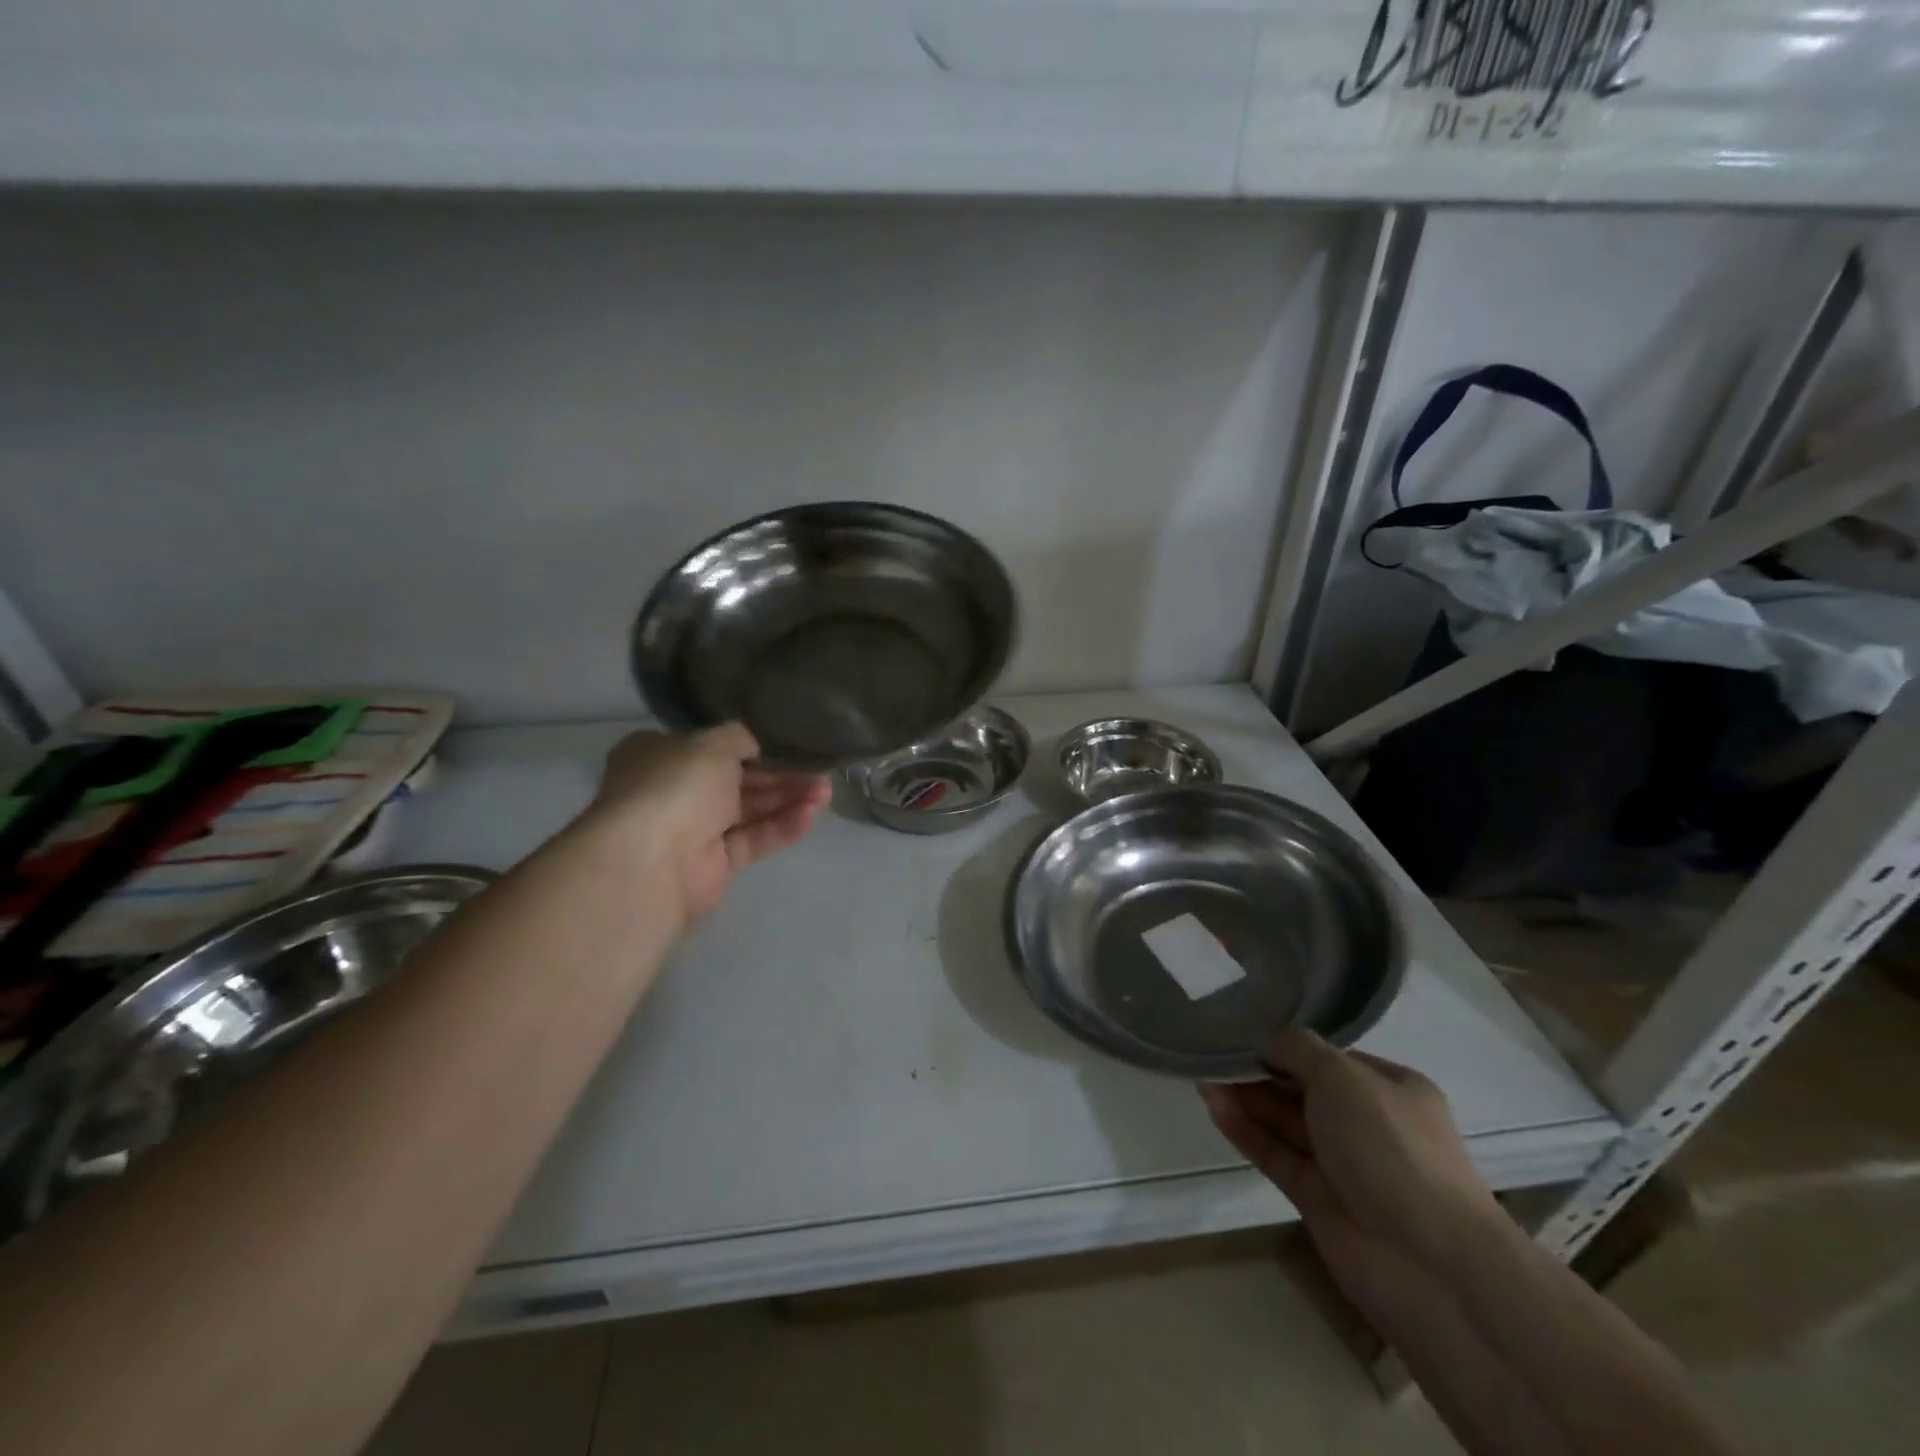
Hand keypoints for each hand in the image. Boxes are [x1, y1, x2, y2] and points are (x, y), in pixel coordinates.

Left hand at [590, 724, 829, 921]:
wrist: (650, 862)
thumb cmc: (674, 787)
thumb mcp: (711, 744)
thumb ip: (737, 738)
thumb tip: (751, 746)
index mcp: (658, 756)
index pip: (708, 749)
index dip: (746, 748)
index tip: (781, 747)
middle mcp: (673, 792)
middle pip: (736, 781)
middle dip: (779, 777)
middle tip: (819, 773)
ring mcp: (693, 832)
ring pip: (749, 811)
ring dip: (787, 800)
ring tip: (825, 792)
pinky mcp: (714, 866)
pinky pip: (752, 840)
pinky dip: (780, 827)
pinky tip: (810, 815)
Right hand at [1201, 1031, 1507, 1279]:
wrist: (1427, 1262)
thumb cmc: (1392, 1147)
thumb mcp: (1343, 1076)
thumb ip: (1298, 1049)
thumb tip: (1266, 1042)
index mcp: (1389, 1088)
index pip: (1329, 1058)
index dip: (1287, 1046)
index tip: (1245, 1034)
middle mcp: (1366, 1122)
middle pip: (1301, 1088)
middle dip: (1260, 1071)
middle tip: (1213, 1053)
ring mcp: (1341, 1163)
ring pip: (1283, 1121)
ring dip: (1245, 1097)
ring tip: (1202, 1075)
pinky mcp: (1315, 1197)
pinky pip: (1274, 1153)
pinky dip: (1245, 1130)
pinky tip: (1214, 1106)